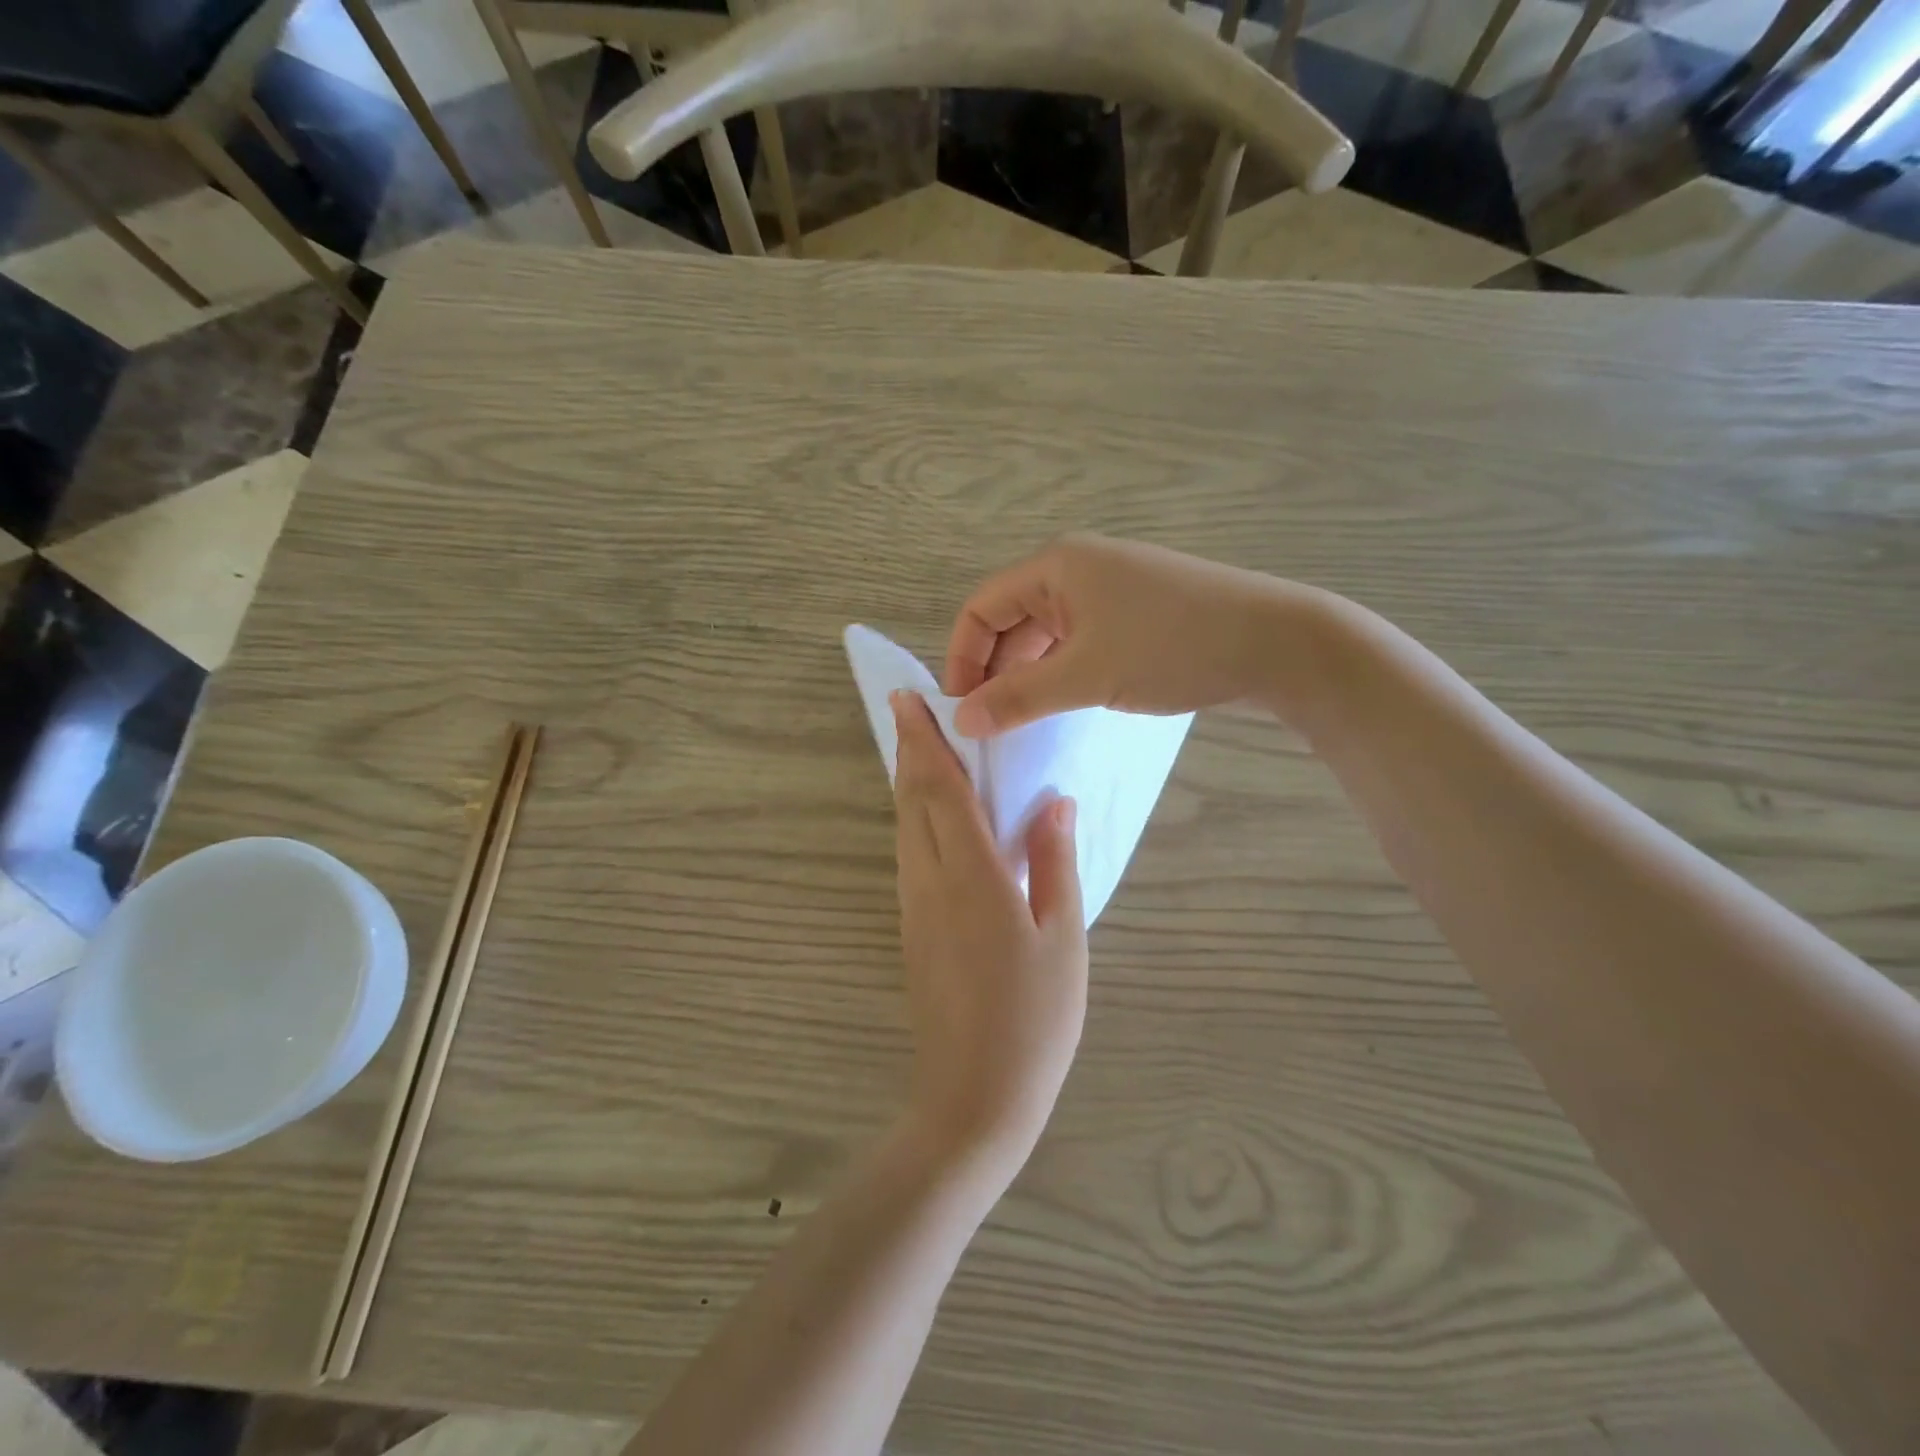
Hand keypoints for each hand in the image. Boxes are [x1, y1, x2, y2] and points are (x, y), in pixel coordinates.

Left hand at [891, 691, 1087, 1180]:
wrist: (975, 1095)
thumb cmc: (1034, 1017)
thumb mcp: (1062, 937)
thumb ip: (1054, 863)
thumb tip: (1054, 803)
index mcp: (971, 877)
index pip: (940, 791)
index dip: (925, 743)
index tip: (909, 700)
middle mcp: (930, 882)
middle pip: (911, 802)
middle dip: (909, 751)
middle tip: (910, 710)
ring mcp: (915, 907)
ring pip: (904, 828)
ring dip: (908, 783)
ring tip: (921, 749)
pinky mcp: (912, 928)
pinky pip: (909, 855)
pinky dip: (914, 819)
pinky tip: (932, 816)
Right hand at [944, 533, 1326, 736]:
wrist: (1278, 643)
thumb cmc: (1172, 647)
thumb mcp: (1086, 675)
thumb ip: (1018, 698)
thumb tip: (960, 721)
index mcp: (1056, 566)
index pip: (981, 608)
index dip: (962, 658)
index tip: (961, 710)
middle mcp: (1077, 569)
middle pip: (1012, 620)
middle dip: (994, 670)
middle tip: (990, 724)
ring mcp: (1110, 590)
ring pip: (1047, 635)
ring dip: (1028, 675)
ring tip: (1023, 722)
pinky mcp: (1136, 613)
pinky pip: (1079, 641)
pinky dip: (1062, 672)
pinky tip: (1064, 706)